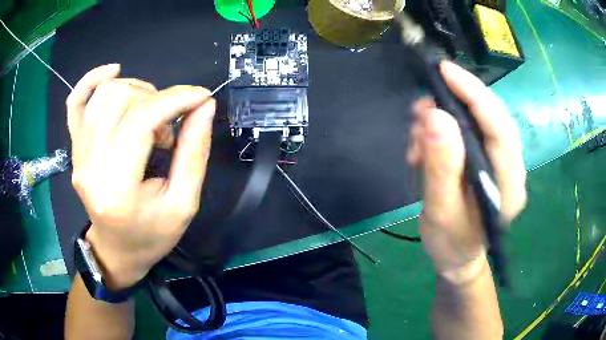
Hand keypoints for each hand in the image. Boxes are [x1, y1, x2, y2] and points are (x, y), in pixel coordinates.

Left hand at [67, 64, 215, 288]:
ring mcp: (78, 155)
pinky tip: (112, 72)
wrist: (116, 250)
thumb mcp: (184, 203)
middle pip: (121, 100)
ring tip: (148, 116)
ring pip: (104, 94)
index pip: (141, 121)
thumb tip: (203, 106)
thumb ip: (194, 152)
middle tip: (168, 129)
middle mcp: (89, 167)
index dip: (175, 99)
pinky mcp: (74, 148)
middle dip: (156, 101)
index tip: (201, 96)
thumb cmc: (151, 235)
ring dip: (135, 92)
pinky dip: (92, 80)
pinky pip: (75, 102)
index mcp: (117, 189)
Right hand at [407, 61, 526, 283]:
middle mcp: (511, 167)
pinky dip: (445, 128)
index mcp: (509, 185)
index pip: (499, 128)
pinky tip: (426, 141)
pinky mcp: (489, 160)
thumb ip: (442, 168)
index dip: (475, 94)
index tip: (445, 71)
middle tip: (423, 105)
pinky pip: (470, 130)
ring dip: (446, 116)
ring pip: (479, 120)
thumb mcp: (441, 212)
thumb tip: (436, 116)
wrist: (458, 257)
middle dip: (458, 99)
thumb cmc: (451, 243)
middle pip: (493, 116)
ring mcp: (502, 162)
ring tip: (418, 133)